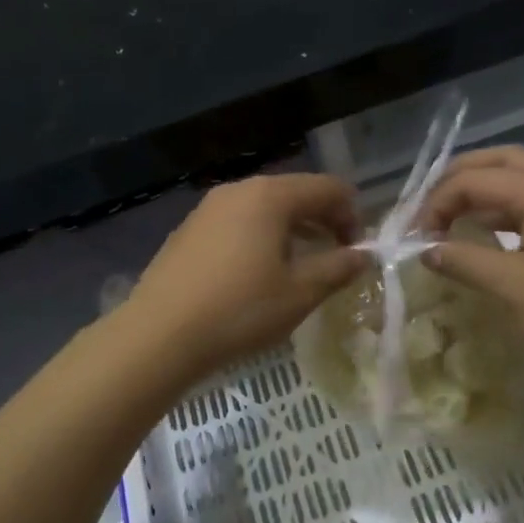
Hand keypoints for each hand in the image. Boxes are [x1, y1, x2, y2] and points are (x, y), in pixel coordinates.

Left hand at [122, 173, 368, 380]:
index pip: (327, 188)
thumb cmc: (240, 310)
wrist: (159, 335)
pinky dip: (259, 239)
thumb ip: (338, 268)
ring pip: (263, 209)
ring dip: (291, 231)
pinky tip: (256, 275)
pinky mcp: (188, 231)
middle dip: (322, 221)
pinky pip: (237, 224)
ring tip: (300, 267)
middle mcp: (237, 190)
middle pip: (294, 193)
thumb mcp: (300, 293)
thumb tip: (364, 255)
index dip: (351, 215)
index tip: (357, 251)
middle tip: (334, 257)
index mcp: (270, 196)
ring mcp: (207, 209)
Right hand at [418, 147, 523, 381]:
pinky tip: (487, 238)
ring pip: (518, 179)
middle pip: (498, 161)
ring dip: (480, 192)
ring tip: (449, 220)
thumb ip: (464, 262)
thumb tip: (425, 250)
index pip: (471, 180)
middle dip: (456, 179)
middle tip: (427, 209)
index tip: (414, 240)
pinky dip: (502, 211)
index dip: (434, 205)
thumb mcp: (514, 288)